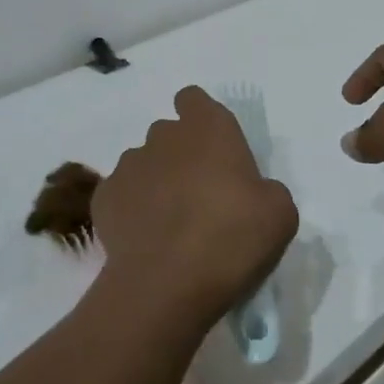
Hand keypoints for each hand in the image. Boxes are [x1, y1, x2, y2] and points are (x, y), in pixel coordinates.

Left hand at [91, 87, 298, 333]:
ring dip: (156, 182)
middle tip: (200, 195)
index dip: (201, 118)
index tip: (213, 149)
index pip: (194, 99)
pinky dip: (132, 210)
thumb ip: (265, 189)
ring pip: (144, 163)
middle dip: (181, 155)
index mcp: (208, 128)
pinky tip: (146, 239)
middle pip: (169, 134)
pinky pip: (122, 194)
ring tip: (170, 223)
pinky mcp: (103, 198)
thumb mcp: (279, 213)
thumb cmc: (231, 237)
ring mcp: (128, 165)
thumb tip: (251, 194)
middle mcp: (163, 136)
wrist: (166, 284)